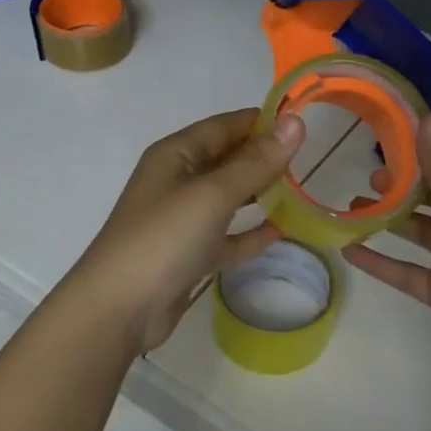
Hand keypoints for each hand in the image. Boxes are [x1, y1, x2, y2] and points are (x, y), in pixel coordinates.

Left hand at [67, 108, 304, 356]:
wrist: (119, 309)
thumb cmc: (164, 237)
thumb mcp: (213, 194)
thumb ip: (257, 161)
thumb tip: (296, 122)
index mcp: (176, 154)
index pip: (224, 126)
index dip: (261, 121)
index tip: (304, 121)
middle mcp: (178, 180)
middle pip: (228, 159)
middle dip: (265, 157)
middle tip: (311, 158)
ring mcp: (184, 220)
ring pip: (230, 197)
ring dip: (261, 192)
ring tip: (303, 189)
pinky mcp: (190, 255)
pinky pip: (228, 236)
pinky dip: (251, 233)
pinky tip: (283, 231)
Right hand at [343, 112, 430, 402]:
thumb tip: (429, 118)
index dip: (429, 138)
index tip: (393, 122)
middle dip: (405, 178)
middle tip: (368, 168)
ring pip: (418, 229)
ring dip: (389, 215)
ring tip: (354, 201)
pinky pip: (406, 270)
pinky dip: (381, 260)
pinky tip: (349, 249)